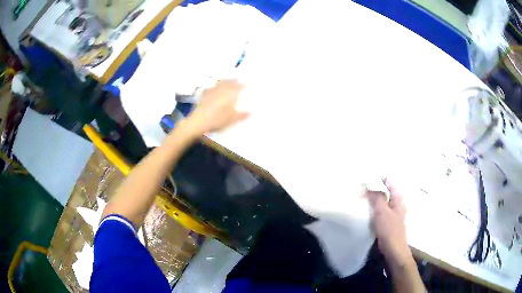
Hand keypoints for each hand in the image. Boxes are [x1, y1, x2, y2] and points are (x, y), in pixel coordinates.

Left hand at [185, 80, 249, 134]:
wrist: (197, 122)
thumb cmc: (216, 120)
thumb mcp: (231, 120)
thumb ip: (241, 115)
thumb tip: (251, 112)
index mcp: (229, 94)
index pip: (238, 87)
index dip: (243, 85)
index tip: (248, 84)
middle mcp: (220, 90)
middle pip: (228, 83)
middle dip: (234, 80)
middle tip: (238, 79)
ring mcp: (211, 92)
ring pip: (219, 84)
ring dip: (224, 81)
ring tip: (227, 81)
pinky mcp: (203, 96)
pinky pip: (211, 88)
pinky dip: (214, 87)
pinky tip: (213, 88)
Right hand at [367, 180, 411, 266]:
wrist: (393, 250)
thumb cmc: (389, 230)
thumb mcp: (382, 212)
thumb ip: (377, 197)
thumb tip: (370, 184)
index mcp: (398, 198)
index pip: (389, 181)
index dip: (378, 179)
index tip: (365, 181)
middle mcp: (396, 202)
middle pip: (385, 190)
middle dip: (374, 189)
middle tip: (360, 190)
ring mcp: (392, 212)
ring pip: (382, 200)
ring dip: (372, 199)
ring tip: (361, 199)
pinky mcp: (387, 220)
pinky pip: (380, 210)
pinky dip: (373, 208)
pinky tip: (365, 210)